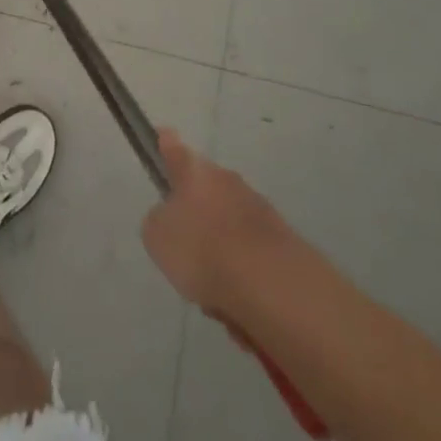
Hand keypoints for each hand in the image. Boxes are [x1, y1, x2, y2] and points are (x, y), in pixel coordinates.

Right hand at [142, 128, 295, 311]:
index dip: (166, 144)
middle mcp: (227, 181)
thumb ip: (158, 221)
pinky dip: (243, 275)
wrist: (270, 284)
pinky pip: (250, 255)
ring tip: (214, 293)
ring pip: (228, 226)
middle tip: (186, 254)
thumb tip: (170, 218)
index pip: (175, 149)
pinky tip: (239, 305)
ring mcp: (258, 208)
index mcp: (195, 172)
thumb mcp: (157, 236)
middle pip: (205, 192)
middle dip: (196, 218)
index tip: (163, 136)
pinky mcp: (283, 241)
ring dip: (220, 252)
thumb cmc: (202, 249)